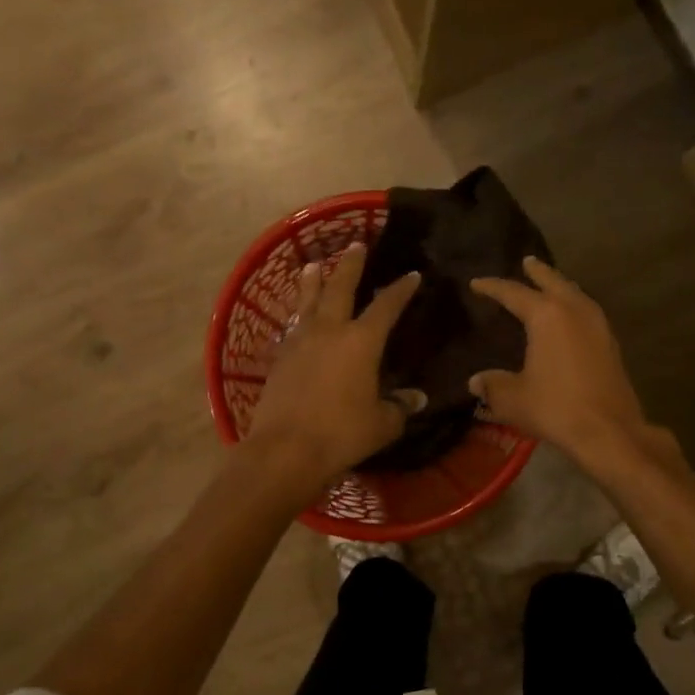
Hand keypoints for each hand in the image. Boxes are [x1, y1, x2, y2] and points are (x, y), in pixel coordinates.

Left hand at [244, 242, 420, 491]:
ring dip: (313, 281)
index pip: (386, 306)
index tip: (411, 274)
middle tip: (355, 244)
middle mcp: (329, 331)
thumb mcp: (382, 424)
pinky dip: (298, 316)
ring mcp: (299, 342)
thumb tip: (416, 399)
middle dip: (350, 265)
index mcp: (361, 342)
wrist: (285, 450)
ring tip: (313, 265)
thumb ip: (400, 408)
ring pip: (307, 301)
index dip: (400, 289)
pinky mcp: (279, 359)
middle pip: (340, 287)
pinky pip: (292, 327)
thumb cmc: (341, 435)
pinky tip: (297, 318)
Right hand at [469, 258, 649, 463]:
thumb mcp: (512, 398)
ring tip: (550, 285)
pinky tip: (571, 317)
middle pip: (554, 282)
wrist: (608, 431)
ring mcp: (597, 326)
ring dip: (561, 286)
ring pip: (576, 294)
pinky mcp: (610, 344)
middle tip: (527, 261)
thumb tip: (475, 381)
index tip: (476, 283)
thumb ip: (492, 385)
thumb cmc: (555, 407)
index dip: (493, 287)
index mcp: (546, 316)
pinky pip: (588, 311)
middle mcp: (574, 311)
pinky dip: (575, 305)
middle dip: (538, 272)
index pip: (514, 293)